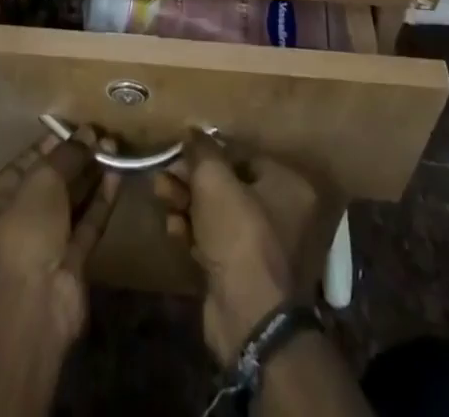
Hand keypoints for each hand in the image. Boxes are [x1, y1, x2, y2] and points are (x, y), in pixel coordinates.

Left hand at [0, 129, 121, 351]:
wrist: (35, 306)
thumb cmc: (24, 231)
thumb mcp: (41, 180)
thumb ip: (66, 155)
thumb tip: (89, 133)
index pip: (22, 165)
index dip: (49, 145)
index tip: (75, 127)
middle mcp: (13, 225)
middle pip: (48, 184)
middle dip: (74, 159)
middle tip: (100, 135)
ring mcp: (43, 247)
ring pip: (70, 204)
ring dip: (91, 176)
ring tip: (114, 147)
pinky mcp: (70, 264)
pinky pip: (86, 224)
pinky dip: (101, 200)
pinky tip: (117, 174)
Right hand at [155, 136, 327, 364]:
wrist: (247, 317)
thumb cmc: (239, 235)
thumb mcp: (214, 181)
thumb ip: (202, 150)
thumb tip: (192, 130)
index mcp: (288, 186)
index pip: (245, 156)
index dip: (210, 152)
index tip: (182, 150)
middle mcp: (283, 214)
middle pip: (229, 184)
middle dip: (192, 178)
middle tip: (165, 173)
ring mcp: (263, 247)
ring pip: (218, 213)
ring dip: (187, 202)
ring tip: (161, 194)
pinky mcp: (242, 273)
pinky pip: (215, 241)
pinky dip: (193, 231)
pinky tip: (172, 227)